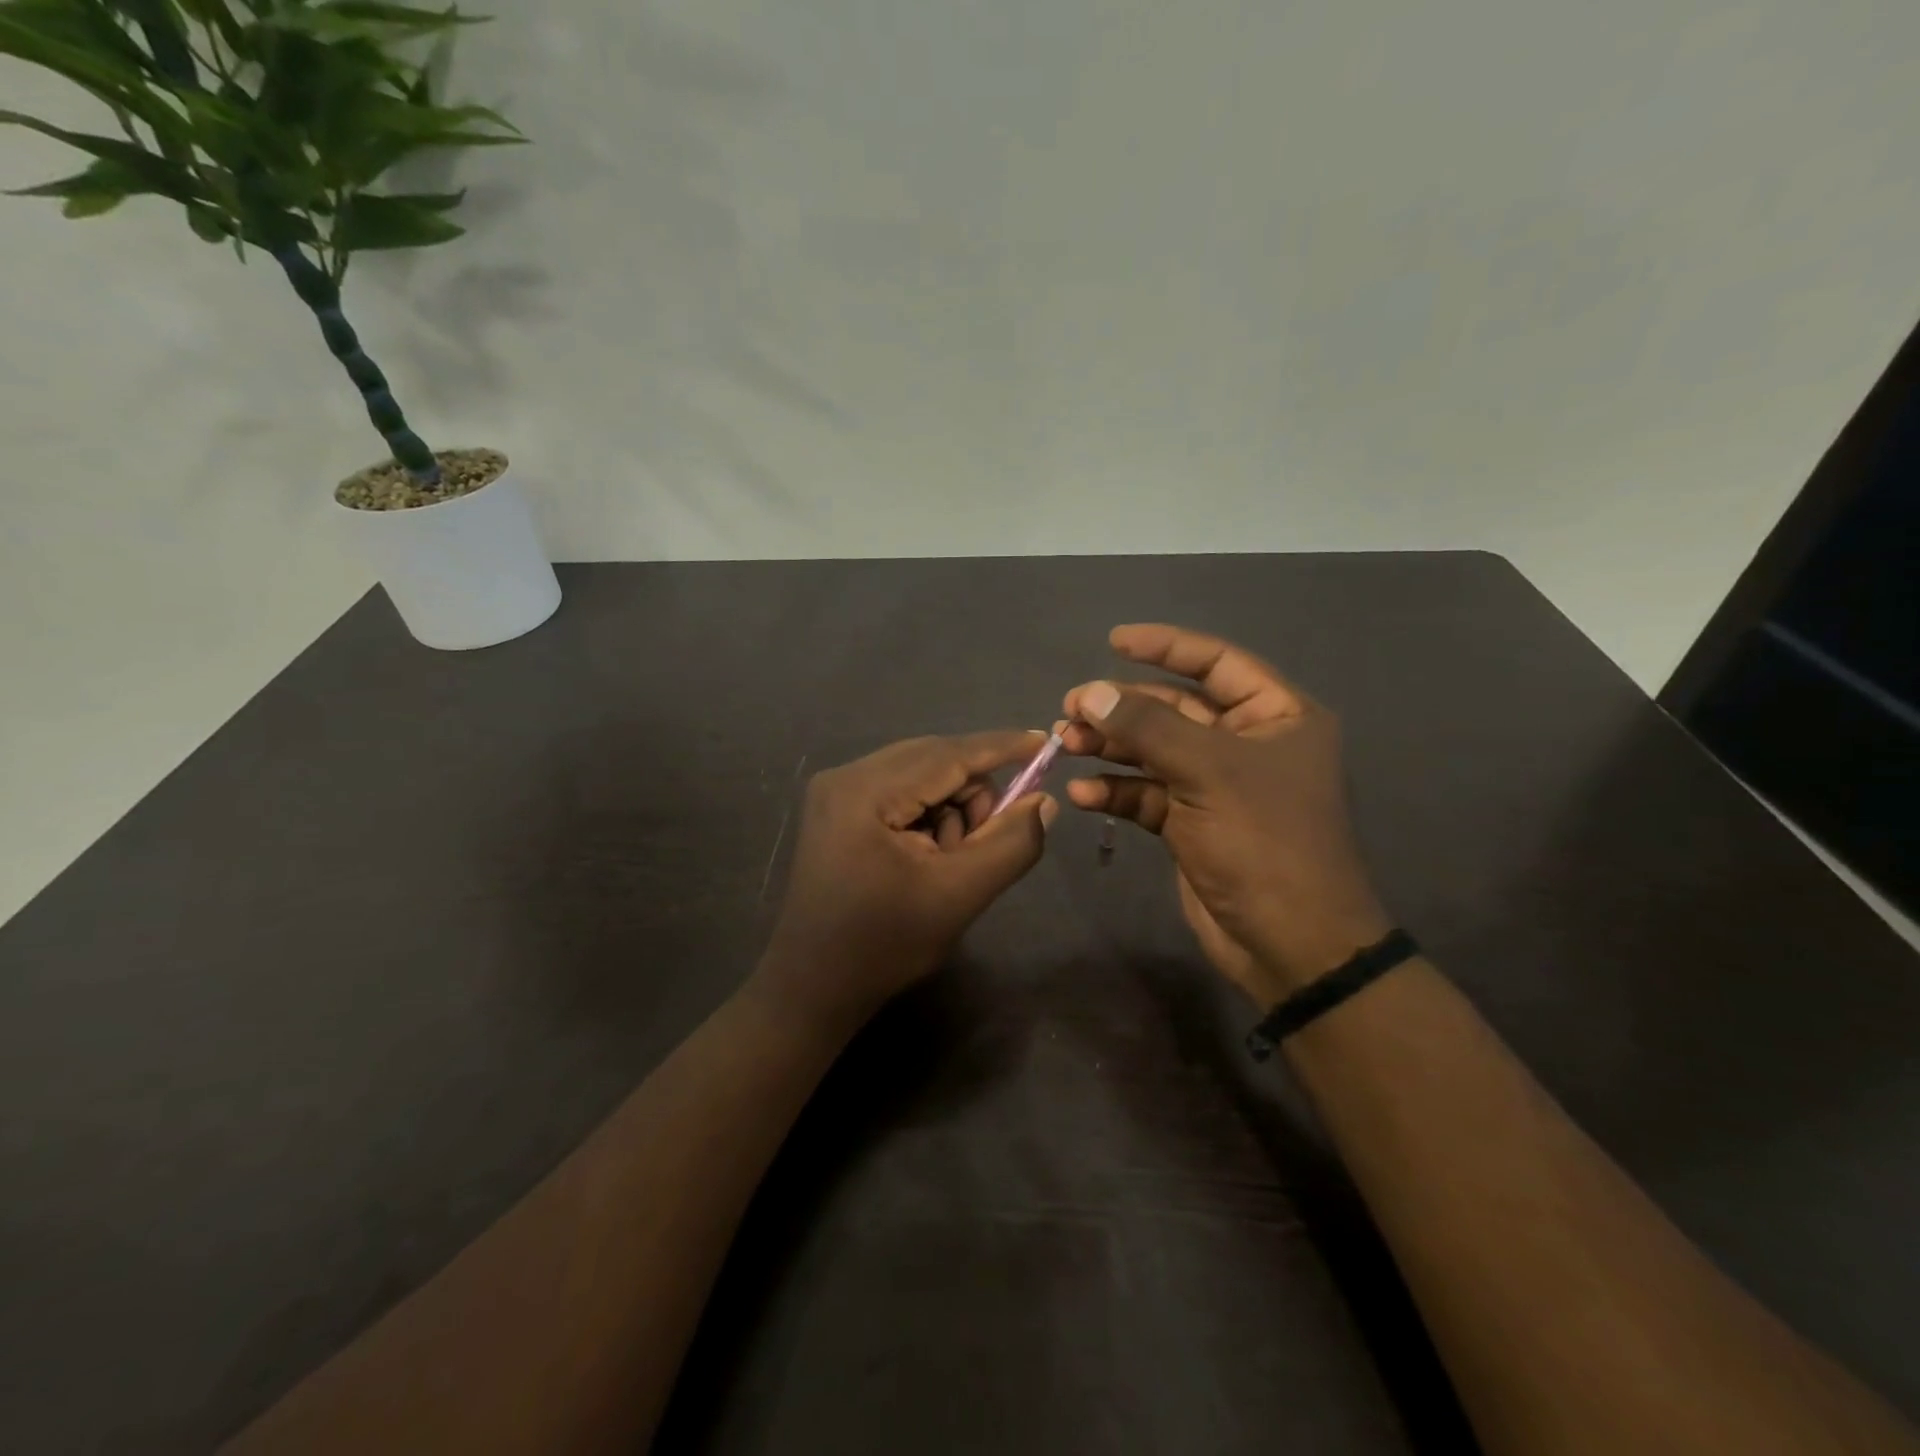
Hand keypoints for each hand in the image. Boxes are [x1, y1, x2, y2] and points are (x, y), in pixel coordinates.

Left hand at [754, 732, 1056, 1035]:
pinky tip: (926, 856)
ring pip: (920, 775)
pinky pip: (900, 790)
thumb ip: (1010, 844)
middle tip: (982, 844)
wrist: (813, 986)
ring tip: (947, 861)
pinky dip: (928, 815)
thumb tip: (1043, 801)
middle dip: (973, 794)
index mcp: (865, 791)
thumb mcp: (959, 896)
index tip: (1046, 742)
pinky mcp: (837, 807)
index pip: (948, 754)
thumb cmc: (884, 945)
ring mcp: (836, 790)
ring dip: (951, 809)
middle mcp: (845, 775)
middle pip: (933, 760)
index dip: (1002, 747)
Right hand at [1061, 625, 1389, 1005]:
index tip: (1114, 641)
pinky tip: (1083, 796)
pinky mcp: (1192, 823)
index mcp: (1276, 716)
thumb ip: (1148, 727)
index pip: (1217, 662)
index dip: (1166, 647)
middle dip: (1123, 708)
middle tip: (1071, 708)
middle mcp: (1247, 743)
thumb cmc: (1264, 842)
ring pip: (1154, 751)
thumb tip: (1092, 693)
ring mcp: (1217, 785)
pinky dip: (1116, 791)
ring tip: (1065, 745)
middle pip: (1175, 708)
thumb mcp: (1207, 773)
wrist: (1290, 944)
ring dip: (1111, 748)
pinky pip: (1147, 794)